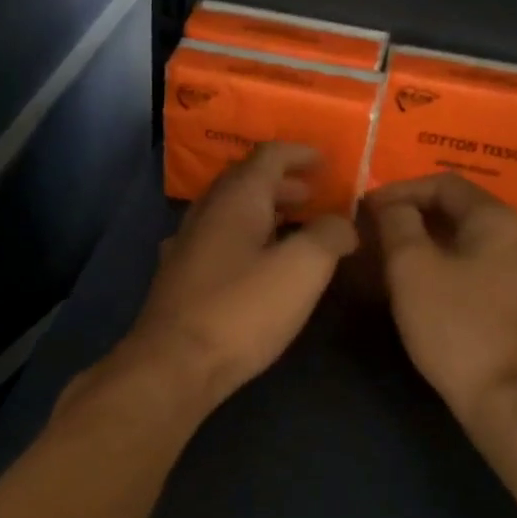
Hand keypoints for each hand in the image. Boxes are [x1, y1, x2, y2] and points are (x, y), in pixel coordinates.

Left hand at [107, 143, 357, 414]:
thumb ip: (329, 235)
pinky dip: (245, 238)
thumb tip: (342, 224)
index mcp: (236, 199)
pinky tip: (255, 263)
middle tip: (314, 195)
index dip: (300, 153)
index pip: (269, 156)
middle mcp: (206, 212)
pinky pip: (218, 240)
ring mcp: (187, 244)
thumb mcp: (302, 269)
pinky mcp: (179, 277)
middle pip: (246, 181)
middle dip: (283, 183)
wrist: (174, 365)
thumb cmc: (242, 310)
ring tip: (293, 228)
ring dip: (263, 211)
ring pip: (229, 212)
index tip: (326, 160)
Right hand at [367, 175, 516, 426]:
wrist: (506, 397)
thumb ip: (397, 224)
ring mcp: (516, 272)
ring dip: (420, 242)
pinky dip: (437, 264)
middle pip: (454, 209)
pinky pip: (469, 266)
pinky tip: (412, 285)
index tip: (364, 209)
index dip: (399, 190)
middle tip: (371, 232)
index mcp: (496, 219)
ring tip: (383, 257)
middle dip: (409, 216)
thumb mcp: (412, 267)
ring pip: (460, 240)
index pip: (443, 182)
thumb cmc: (455, 325)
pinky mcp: (511, 301)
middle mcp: (514, 237)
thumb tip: (389, 204)